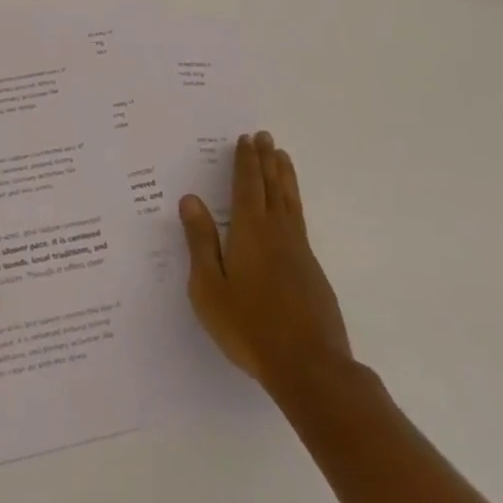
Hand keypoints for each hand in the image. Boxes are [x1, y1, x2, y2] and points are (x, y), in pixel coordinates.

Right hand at [179, 131, 351, 393]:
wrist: (309, 366)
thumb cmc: (249, 326)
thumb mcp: (209, 287)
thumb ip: (201, 241)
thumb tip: (190, 199)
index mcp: (249, 231)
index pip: (247, 185)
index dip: (246, 161)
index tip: (246, 139)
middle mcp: (276, 231)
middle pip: (271, 186)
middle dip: (266, 160)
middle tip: (265, 136)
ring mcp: (299, 250)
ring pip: (290, 201)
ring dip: (284, 176)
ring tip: (283, 156)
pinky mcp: (312, 269)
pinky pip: (299, 219)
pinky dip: (293, 200)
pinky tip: (291, 207)